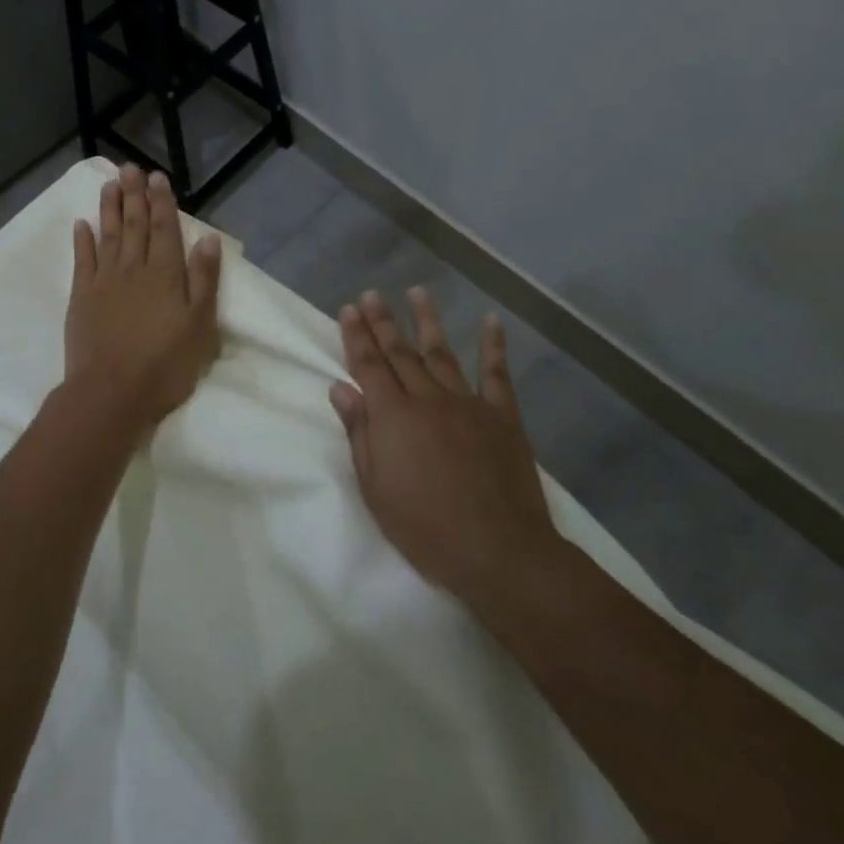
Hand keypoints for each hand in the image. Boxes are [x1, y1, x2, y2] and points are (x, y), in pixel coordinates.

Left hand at [64, 164, 222, 430]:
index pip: (164, 229)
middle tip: (130, 168)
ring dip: (109, 208)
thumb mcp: (200, 326)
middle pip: (134, 225)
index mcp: (165, 274)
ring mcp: (104, 281)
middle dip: (134, 195)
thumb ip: (204, 280)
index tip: (157, 177)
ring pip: (108, 235)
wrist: (111, 393)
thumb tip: (207, 238)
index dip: (161, 202)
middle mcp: (133, 269)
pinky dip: (82, 240)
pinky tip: (81, 224)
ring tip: (109, 184)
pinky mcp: (81, 297)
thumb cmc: (165, 364)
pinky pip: (82, 260)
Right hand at [330, 289, 561, 604]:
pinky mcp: (502, 417)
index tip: (348, 309)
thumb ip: (359, 434)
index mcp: (393, 417)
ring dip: (427, 321)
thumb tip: (341, 389)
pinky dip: (493, 346)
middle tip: (371, 294)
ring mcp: (468, 404)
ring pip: (442, 353)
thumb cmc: (426, 528)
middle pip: (400, 353)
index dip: (356, 336)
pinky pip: (497, 374)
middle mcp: (427, 399)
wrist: (499, 552)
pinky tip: (490, 321)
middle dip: (382, 321)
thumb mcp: (376, 488)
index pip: (368, 365)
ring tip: (417, 291)